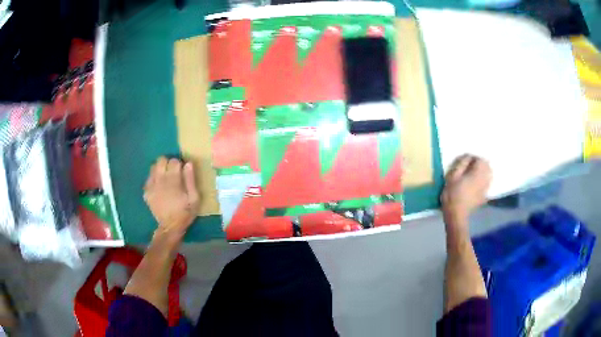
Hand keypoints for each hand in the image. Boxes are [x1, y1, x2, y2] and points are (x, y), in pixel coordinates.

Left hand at [144, 157, 199, 239]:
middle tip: (173, 172)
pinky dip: (154, 179)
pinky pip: (148, 178)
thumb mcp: (194, 198)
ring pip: (153, 167)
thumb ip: (191, 180)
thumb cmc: (185, 212)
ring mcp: (151, 185)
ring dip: (160, 169)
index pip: (174, 161)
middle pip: (161, 160)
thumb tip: (188, 163)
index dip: (179, 164)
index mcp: (173, 180)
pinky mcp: (146, 192)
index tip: (182, 170)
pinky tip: (158, 186)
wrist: (170, 227)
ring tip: (165, 178)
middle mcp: (160, 179)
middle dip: (167, 163)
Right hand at [441, 155, 491, 228]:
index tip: (465, 161)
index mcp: (477, 173)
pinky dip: (484, 181)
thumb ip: (461, 164)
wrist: (456, 215)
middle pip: (487, 166)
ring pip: (489, 175)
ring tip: (475, 173)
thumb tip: (468, 156)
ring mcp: (485, 189)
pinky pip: (487, 184)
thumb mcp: (452, 176)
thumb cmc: (452, 194)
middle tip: (471, 166)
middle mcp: (484, 179)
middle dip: (481, 164)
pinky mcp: (484, 196)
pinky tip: (477, 184)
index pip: (480, 159)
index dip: (473, 158)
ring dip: (484, 171)